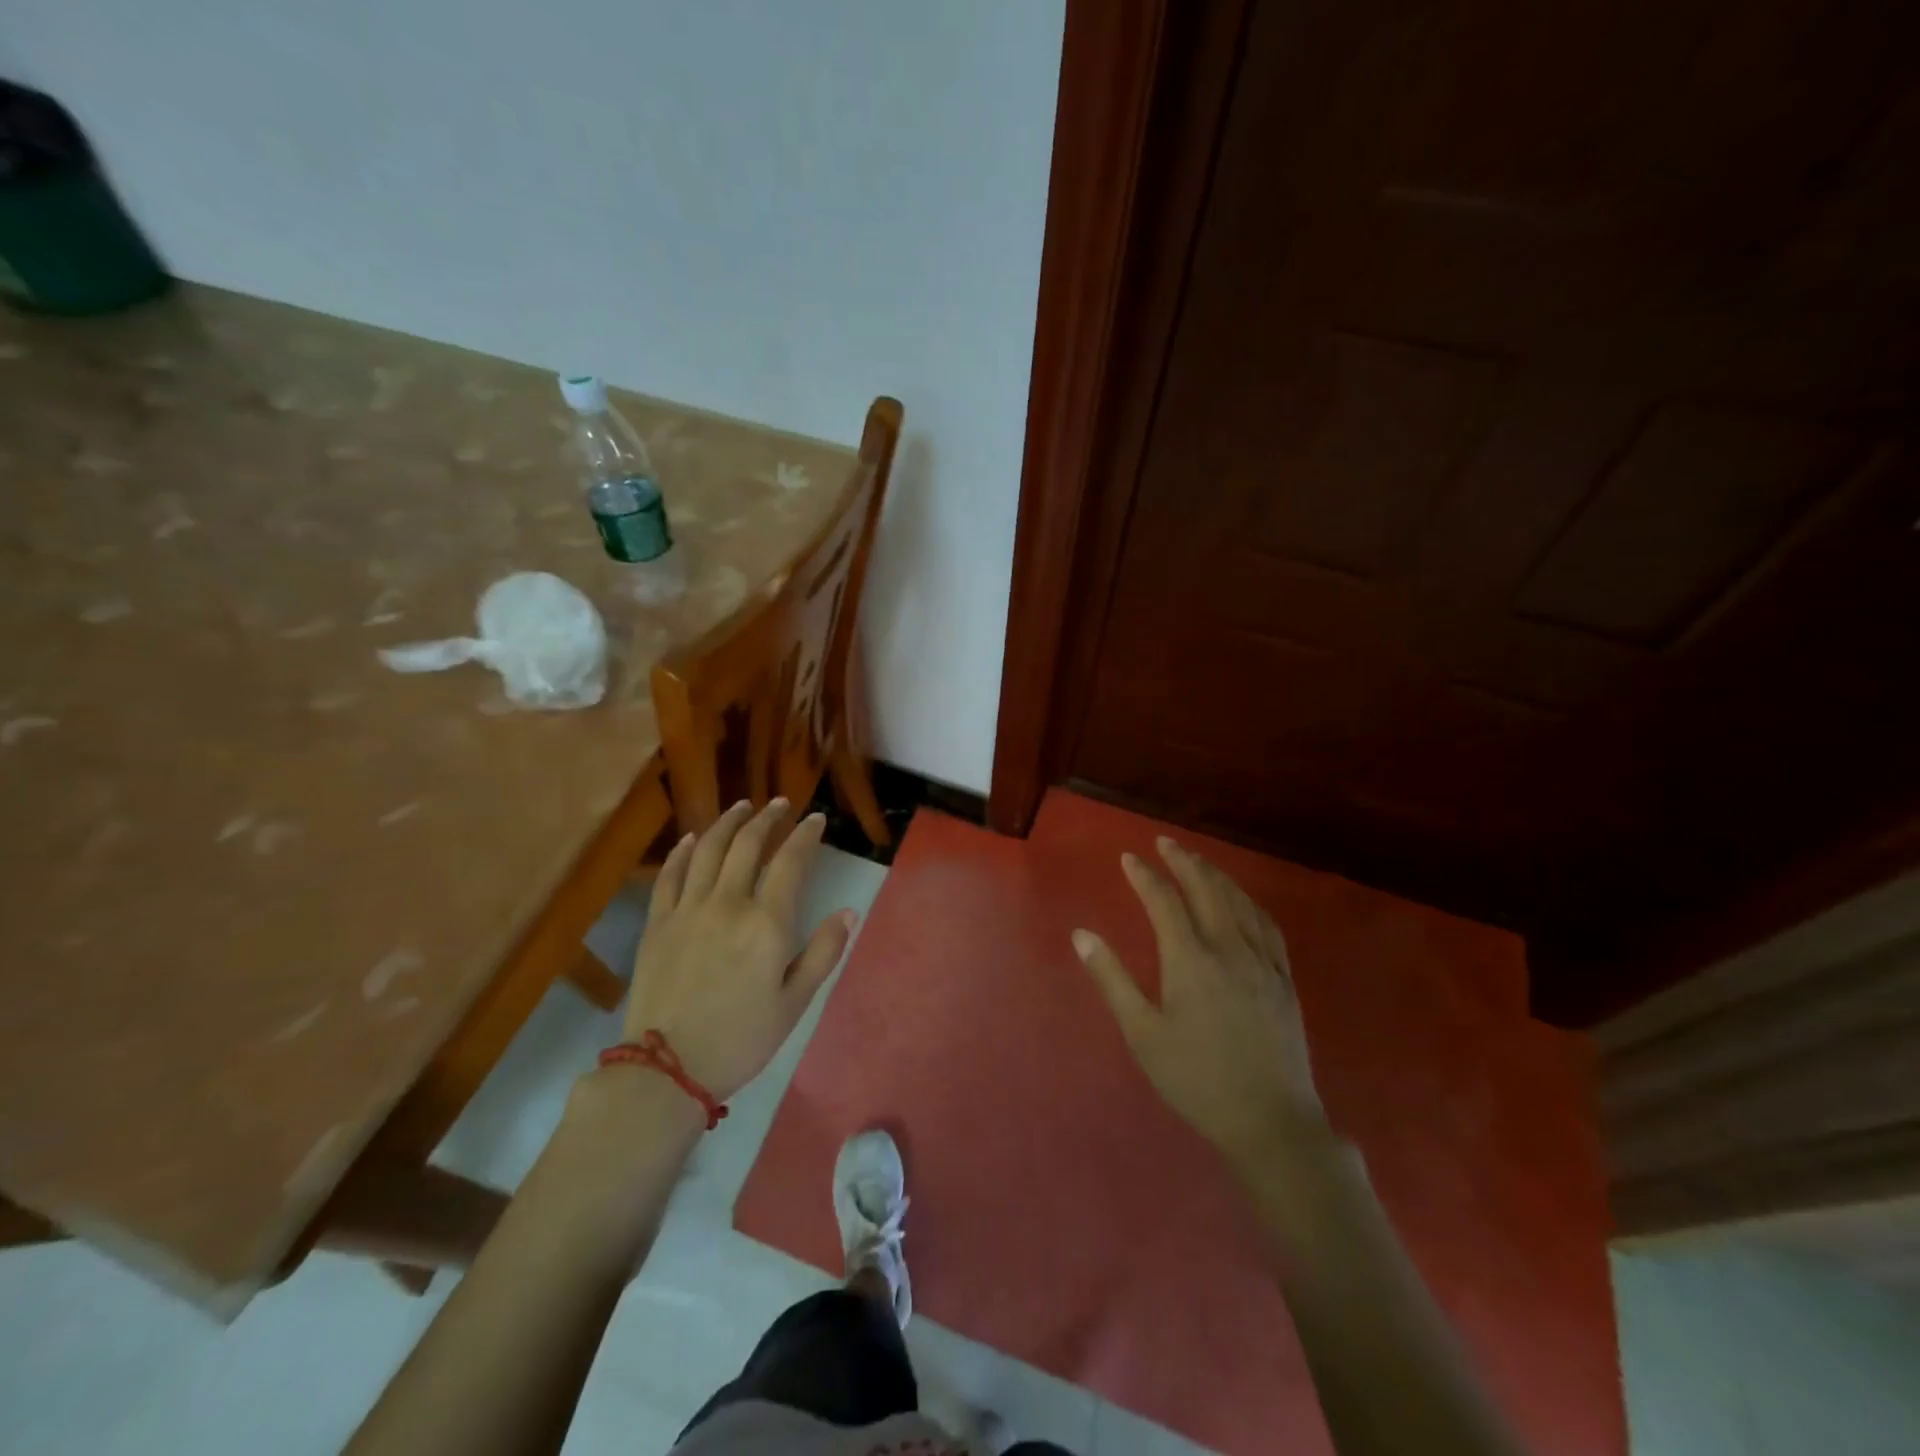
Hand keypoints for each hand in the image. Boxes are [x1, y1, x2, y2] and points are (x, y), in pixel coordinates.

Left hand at [623, 799, 853, 1100]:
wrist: (666, 1069)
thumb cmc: (741, 1039)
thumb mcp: (795, 1003)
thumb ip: (823, 953)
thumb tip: (848, 911)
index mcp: (767, 923)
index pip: (790, 862)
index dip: (805, 835)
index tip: (816, 819)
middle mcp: (728, 904)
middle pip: (748, 845)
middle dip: (768, 819)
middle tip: (780, 804)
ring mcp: (688, 910)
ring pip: (709, 850)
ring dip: (728, 823)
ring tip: (742, 807)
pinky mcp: (657, 923)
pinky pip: (670, 875)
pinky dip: (683, 851)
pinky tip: (693, 838)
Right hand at [1074, 836, 1324, 1168]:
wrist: (1270, 1122)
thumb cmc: (1196, 1079)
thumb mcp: (1142, 1033)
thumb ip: (1111, 979)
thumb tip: (1082, 934)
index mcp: (1190, 959)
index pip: (1163, 901)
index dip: (1144, 876)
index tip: (1128, 858)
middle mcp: (1228, 949)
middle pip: (1206, 890)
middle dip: (1183, 861)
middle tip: (1165, 843)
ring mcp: (1262, 962)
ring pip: (1239, 902)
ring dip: (1216, 875)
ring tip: (1199, 861)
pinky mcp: (1284, 980)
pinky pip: (1268, 926)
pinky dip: (1250, 903)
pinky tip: (1244, 901)